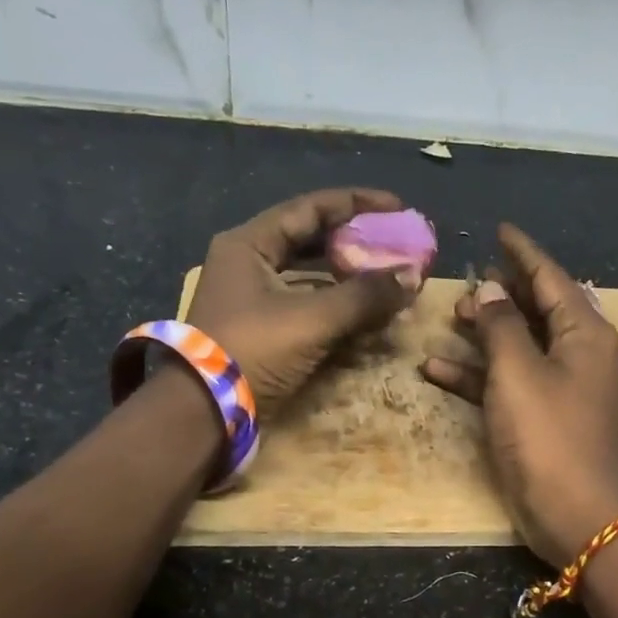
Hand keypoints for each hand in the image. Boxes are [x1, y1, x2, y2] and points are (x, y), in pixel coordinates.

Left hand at [186, 188, 415, 413]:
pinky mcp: (262, 329)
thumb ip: (364, 296)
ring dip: (349, 276)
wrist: (203, 413)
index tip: (398, 208)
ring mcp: (253, 298)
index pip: (310, 208)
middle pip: (311, 239)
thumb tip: (413, 277)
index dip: (357, 204)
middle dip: (356, 241)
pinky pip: (307, 305)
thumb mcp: (312, 319)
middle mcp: (248, 263)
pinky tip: (367, 313)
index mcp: (249, 245)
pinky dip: (337, 306)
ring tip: (387, 276)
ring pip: (310, 275)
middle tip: (395, 243)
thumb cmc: (252, 351)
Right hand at [420, 224, 617, 565]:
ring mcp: (559, 387)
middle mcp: (577, 353)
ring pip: (518, 346)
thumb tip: (494, 289)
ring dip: (484, 334)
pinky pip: (508, 382)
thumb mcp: (518, 372)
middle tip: (465, 282)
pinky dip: (477, 375)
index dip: (523, 252)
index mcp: (583, 332)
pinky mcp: (541, 417)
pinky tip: (436, 369)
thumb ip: (502, 325)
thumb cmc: (548, 435)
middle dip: (500, 294)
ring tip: (450, 318)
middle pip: (535, 309)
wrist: (574, 513)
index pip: (551, 277)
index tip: (500, 230)